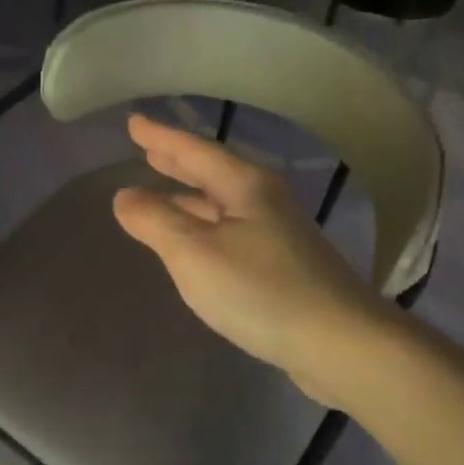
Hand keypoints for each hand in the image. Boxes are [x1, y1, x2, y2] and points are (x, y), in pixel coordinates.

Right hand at [111, 115, 397, 406]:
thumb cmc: (261, 291)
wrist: (339, 343)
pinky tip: (198, 242)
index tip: (133, 122)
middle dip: (178, 161)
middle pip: (214, 172)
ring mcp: (278, 234)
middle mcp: (265, 201)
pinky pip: (232, 230)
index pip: (194, 151)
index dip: (161, 137)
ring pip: (223, 203)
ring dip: (192, 194)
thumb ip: (157, 221)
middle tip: (148, 150)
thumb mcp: (195, 254)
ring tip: (163, 190)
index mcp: (245, 187)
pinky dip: (206, 225)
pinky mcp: (284, 266)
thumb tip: (124, 196)